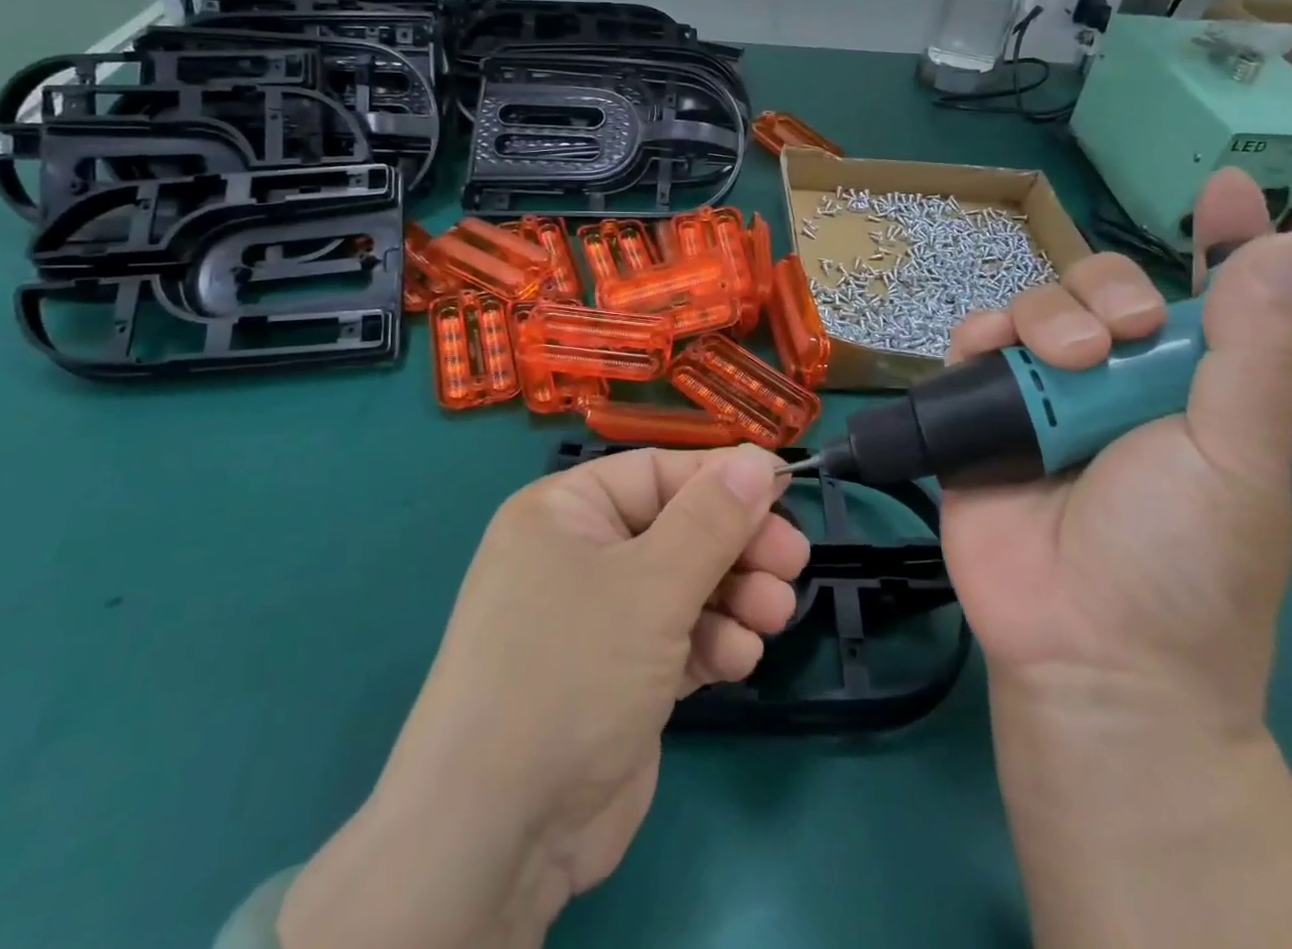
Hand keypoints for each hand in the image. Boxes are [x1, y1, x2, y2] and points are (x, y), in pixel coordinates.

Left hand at [279, 445, 808, 948]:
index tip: (785, 492)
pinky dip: (711, 642)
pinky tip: (739, 659)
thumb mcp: (650, 584)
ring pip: (684, 585)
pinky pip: (677, 638)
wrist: (499, 833)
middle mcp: (579, 554)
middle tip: (792, 562)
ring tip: (774, 614)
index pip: (658, 473)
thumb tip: (759, 459)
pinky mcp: (618, 676)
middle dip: (737, 546)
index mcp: (567, 511)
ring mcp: (598, 619)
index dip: (723, 480)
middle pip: (678, 529)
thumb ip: (712, 520)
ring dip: (734, 596)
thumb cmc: (571, 670)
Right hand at [941, 168, 1291, 735]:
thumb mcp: (1240, 458)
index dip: (1222, 241)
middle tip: (1121, 339)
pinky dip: (978, 336)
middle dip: (1105, 292)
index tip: (1230, 189)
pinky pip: (971, 347)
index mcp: (1189, 390)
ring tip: (1060, 363)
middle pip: (1101, 291)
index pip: (1210, 300)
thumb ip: (1256, 354)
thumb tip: (1283, 250)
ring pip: (1034, 309)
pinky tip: (987, 350)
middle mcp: (1114, 384)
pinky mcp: (978, 414)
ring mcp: (1041, 397)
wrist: (1085, 648)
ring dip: (1045, 316)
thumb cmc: (1183, 559)